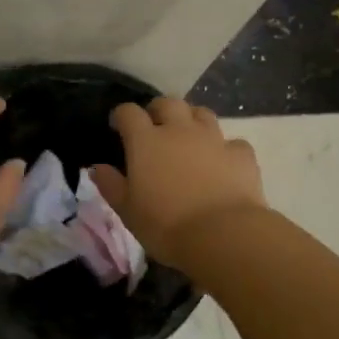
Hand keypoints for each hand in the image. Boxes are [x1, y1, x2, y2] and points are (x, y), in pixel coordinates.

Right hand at [90, 98, 265, 264]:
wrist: (223, 235)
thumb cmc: (166, 225)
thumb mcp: (128, 211)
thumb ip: (111, 185)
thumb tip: (97, 168)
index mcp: (146, 141)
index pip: (129, 112)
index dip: (122, 116)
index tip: (118, 127)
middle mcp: (179, 130)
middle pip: (168, 103)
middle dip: (159, 109)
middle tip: (155, 126)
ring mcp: (213, 139)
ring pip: (202, 114)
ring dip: (192, 120)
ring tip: (189, 137)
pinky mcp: (241, 155)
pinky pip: (232, 143)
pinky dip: (225, 149)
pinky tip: (223, 163)